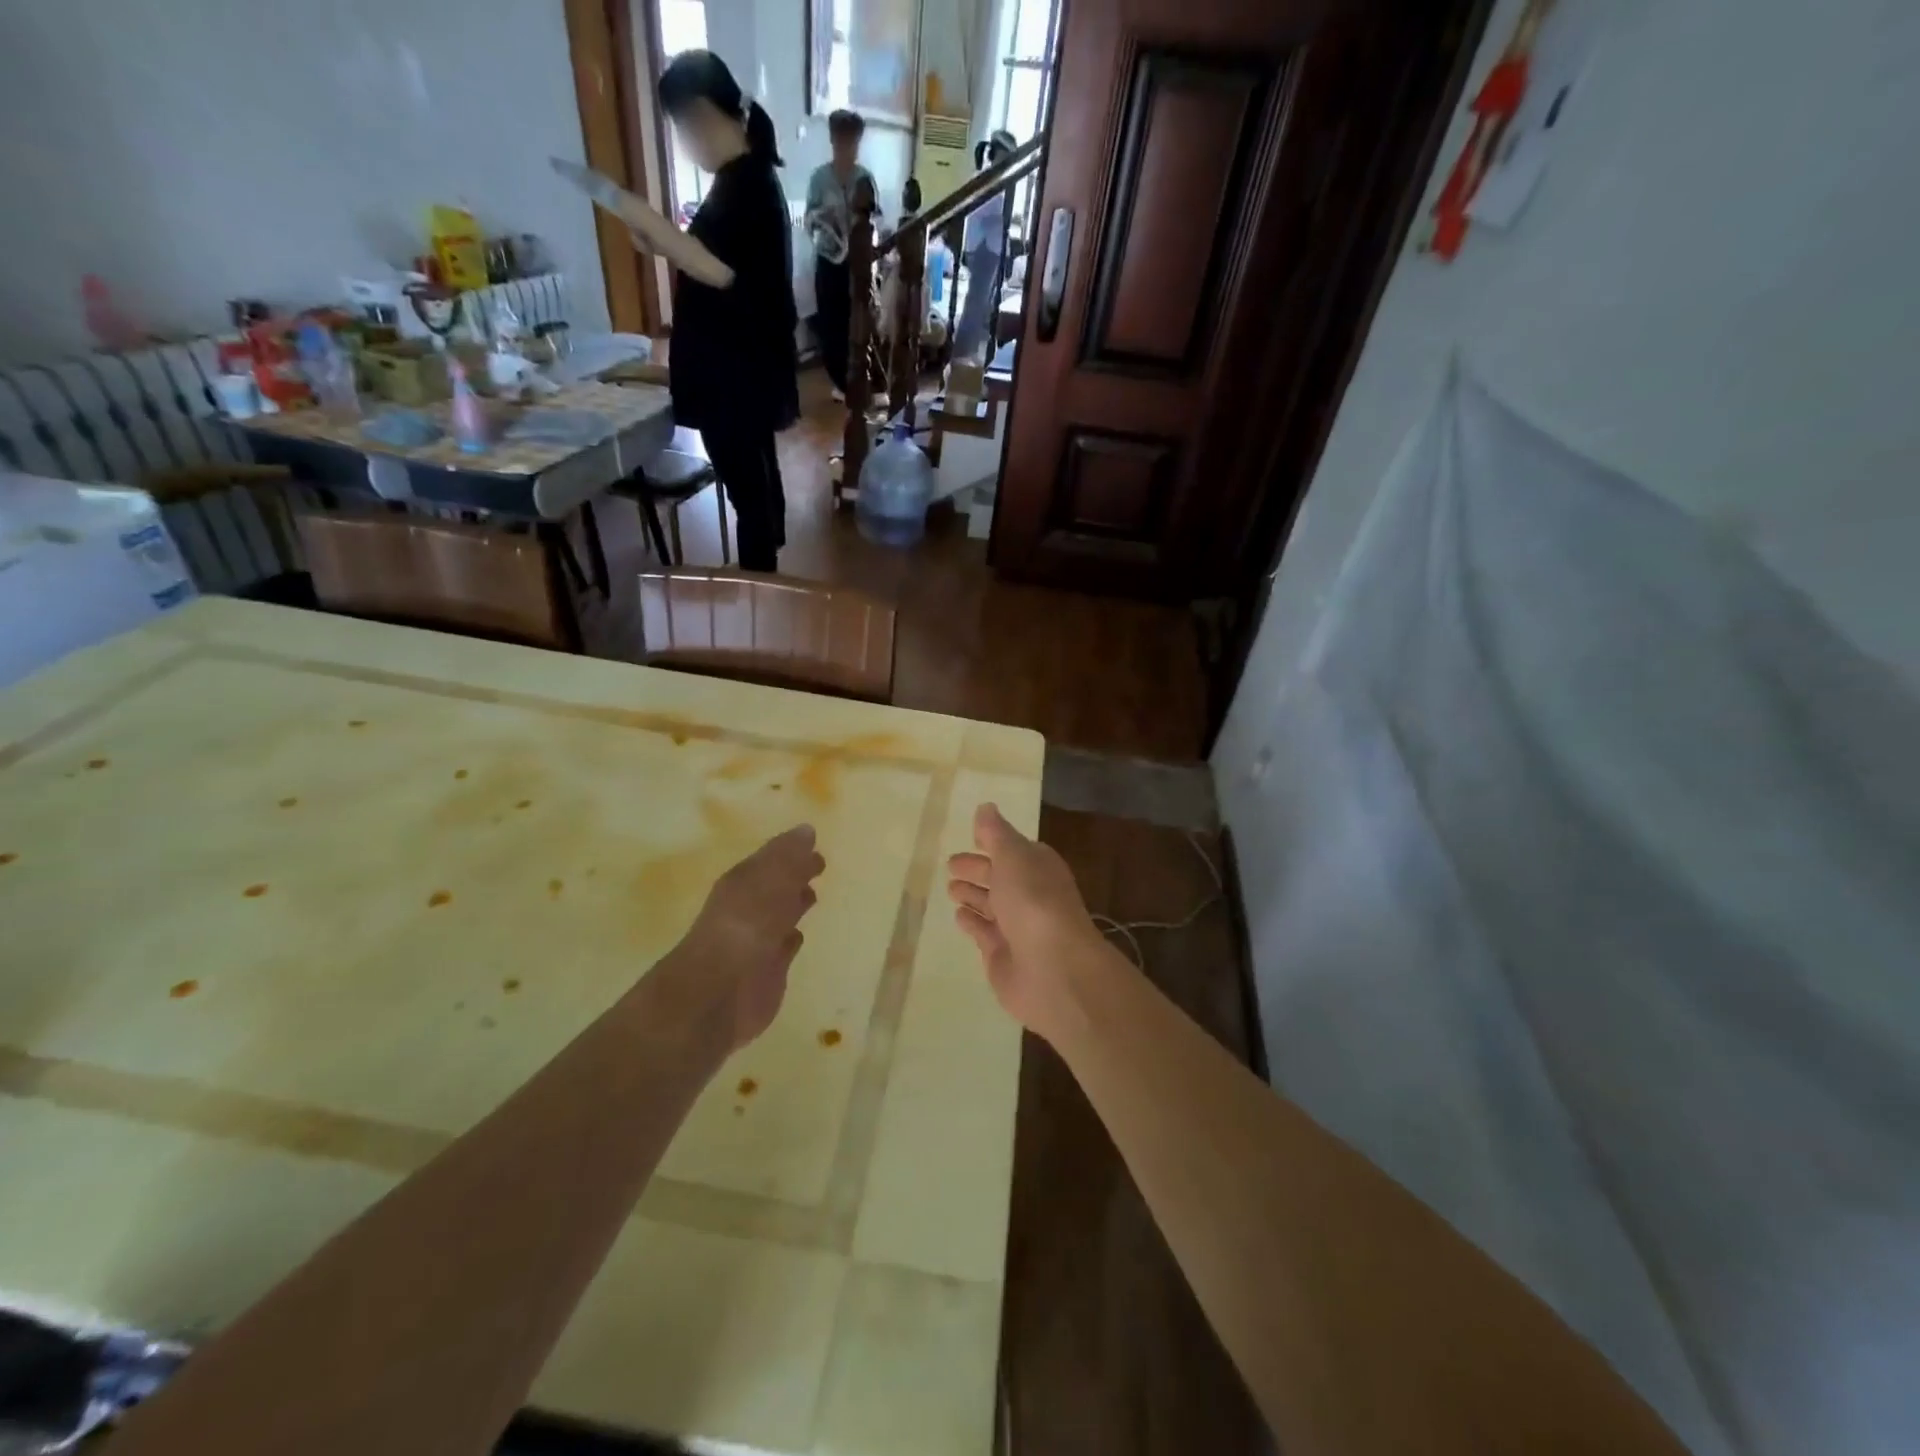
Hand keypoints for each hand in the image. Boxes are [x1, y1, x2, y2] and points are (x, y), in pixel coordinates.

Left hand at [665, 825, 825, 1050]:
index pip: (770, 859)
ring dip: (794, 904)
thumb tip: (807, 830)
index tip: (815, 843)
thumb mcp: (770, 880)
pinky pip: (783, 948)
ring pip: (779, 915)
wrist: (721, 991)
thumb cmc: (747, 924)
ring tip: (813, 894)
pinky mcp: (768, 971)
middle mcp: (748, 908)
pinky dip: (791, 938)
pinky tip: (799, 935)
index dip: (790, 851)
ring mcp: (756, 941)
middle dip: (794, 875)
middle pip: (775, 886)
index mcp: (743, 882)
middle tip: (819, 865)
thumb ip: (789, 857)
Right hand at [946, 804, 1110, 1043]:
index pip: (1015, 850)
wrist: (1053, 968)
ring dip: (973, 895)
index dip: (995, 842)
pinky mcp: (1003, 955)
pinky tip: (959, 915)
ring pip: (991, 905)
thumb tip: (986, 808)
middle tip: (951, 864)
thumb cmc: (1033, 901)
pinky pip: (984, 933)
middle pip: (1001, 877)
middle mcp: (1031, 895)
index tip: (972, 837)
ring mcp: (1018, 927)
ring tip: (950, 888)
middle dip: (978, 869)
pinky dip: (972, 922)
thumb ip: (996, 833)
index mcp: (1038, 867)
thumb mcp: (1013, 856)